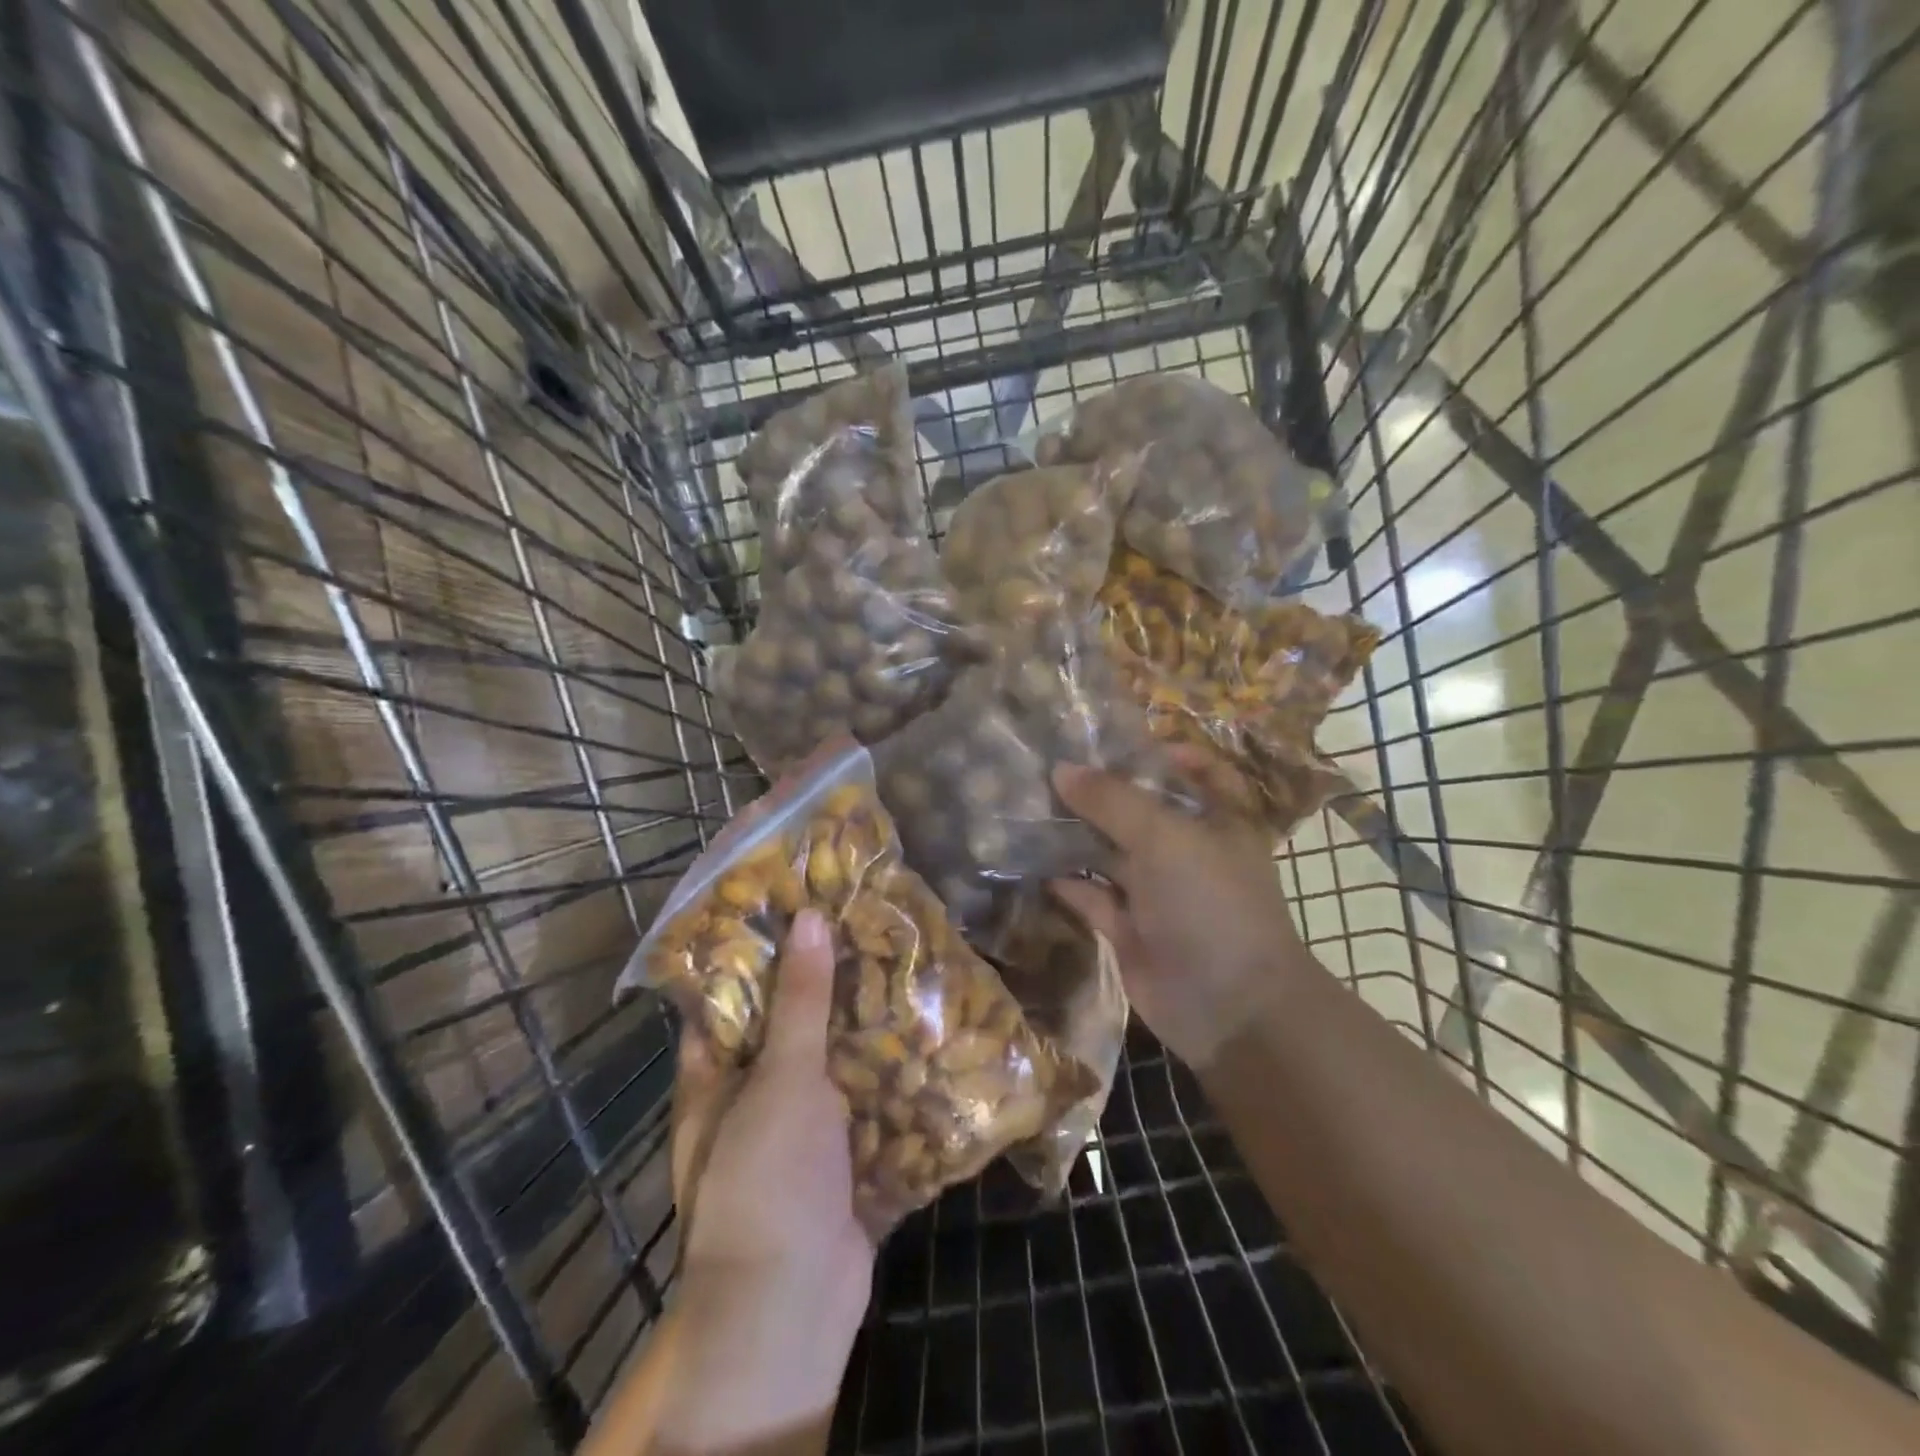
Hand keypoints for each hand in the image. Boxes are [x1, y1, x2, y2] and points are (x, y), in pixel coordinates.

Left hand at [658, 909, 872, 1447]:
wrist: (795, 1305)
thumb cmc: (768, 1178)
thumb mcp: (781, 1077)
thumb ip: (799, 999)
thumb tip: (808, 917)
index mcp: (716, 1078)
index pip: (728, 999)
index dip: (756, 953)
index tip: (797, 907)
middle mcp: (752, 1099)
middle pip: (788, 1027)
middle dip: (825, 986)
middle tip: (866, 929)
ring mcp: (799, 1131)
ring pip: (832, 1063)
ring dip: (865, 1029)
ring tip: (904, 968)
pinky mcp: (840, 1156)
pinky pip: (866, 1103)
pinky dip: (890, 1076)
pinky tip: (926, 1036)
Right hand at [1049, 757, 1301, 1069]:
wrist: (1229, 1007)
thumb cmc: (1210, 902)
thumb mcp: (1165, 837)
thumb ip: (1112, 800)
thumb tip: (1061, 769)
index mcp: (1217, 821)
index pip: (1200, 774)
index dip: (1168, 754)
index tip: (1120, 742)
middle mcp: (1187, 852)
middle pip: (1141, 811)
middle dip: (1100, 792)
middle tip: (1046, 767)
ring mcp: (1157, 892)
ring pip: (1110, 852)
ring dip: (1075, 834)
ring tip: (1027, 806)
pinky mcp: (1129, 928)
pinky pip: (1092, 896)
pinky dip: (1066, 881)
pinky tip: (1032, 861)